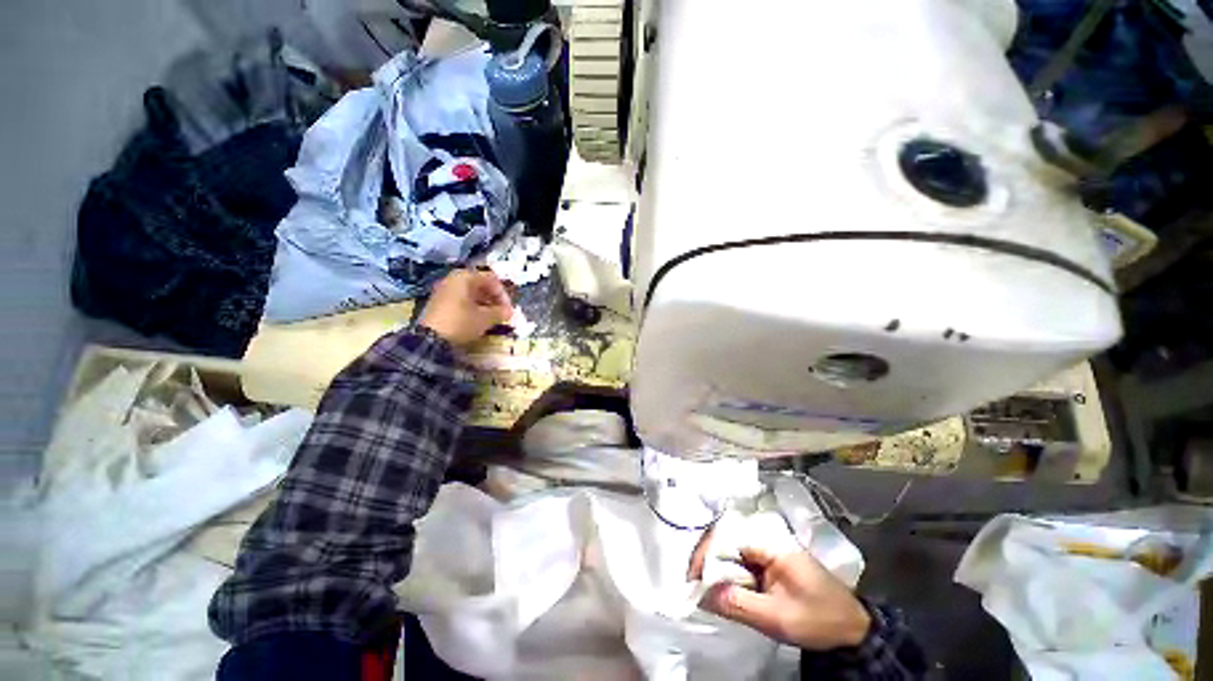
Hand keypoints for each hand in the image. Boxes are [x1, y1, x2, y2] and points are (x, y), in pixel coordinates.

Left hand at [419, 269, 513, 347]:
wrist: (430, 339)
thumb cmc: (462, 322)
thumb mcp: (485, 318)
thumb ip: (500, 312)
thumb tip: (509, 312)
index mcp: (465, 277)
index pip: (492, 279)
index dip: (503, 294)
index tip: (509, 310)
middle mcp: (454, 279)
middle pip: (480, 285)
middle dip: (494, 299)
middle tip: (502, 313)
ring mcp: (444, 290)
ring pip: (471, 293)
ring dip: (484, 304)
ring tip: (492, 318)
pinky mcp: (439, 302)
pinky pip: (461, 300)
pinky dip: (473, 307)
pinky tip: (478, 320)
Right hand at [688, 533, 871, 650]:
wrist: (853, 629)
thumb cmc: (818, 619)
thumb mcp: (776, 617)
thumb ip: (737, 604)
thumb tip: (701, 594)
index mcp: (769, 546)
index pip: (726, 538)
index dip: (705, 555)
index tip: (692, 578)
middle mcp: (766, 542)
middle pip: (726, 543)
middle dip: (709, 564)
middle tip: (696, 587)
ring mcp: (769, 553)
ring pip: (733, 555)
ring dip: (719, 572)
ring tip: (706, 592)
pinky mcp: (771, 566)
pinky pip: (743, 566)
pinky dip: (731, 579)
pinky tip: (726, 594)